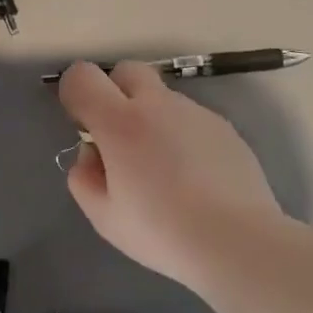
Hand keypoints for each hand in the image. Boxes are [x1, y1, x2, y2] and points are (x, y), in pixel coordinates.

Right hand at [57, 61, 281, 289]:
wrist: (237, 241)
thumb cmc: (161, 231)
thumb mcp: (103, 217)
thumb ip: (84, 178)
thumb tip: (92, 154)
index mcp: (119, 122)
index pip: (82, 77)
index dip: (74, 94)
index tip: (83, 126)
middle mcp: (157, 105)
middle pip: (127, 71)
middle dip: (115, 92)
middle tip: (119, 138)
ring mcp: (195, 113)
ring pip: (162, 97)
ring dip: (151, 117)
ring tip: (163, 168)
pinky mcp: (224, 127)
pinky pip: (191, 118)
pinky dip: (181, 135)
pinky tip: (193, 177)